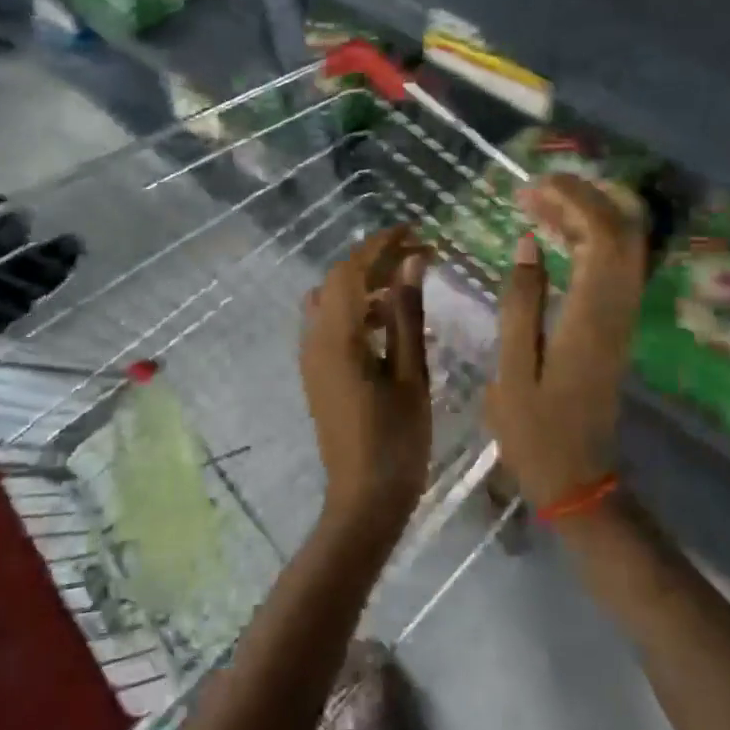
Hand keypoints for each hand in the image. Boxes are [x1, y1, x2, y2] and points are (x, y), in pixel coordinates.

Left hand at [300, 226, 432, 547]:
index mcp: (336, 337)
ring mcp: (312, 357)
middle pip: (339, 282)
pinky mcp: (317, 373)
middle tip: (418, 255)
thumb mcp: (410, 373)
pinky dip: (359, 311)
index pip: (351, 270)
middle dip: (375, 262)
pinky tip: (390, 324)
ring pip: (333, 302)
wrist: (364, 500)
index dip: (380, 244)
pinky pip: (332, 325)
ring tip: (409, 286)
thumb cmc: (396, 440)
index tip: (413, 229)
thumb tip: (411, 262)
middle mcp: (314, 339)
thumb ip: (407, 314)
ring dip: (367, 286)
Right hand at [486, 175, 647, 509]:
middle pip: (622, 232)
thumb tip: (528, 244)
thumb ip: (520, 302)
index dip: (574, 199)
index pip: (602, 236)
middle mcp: (618, 309)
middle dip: (582, 198)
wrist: (579, 478)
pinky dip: (588, 241)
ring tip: (535, 207)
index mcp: (591, 316)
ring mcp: (623, 317)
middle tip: (532, 191)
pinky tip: (553, 240)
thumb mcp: (511, 369)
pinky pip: (612, 267)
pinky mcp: (618, 326)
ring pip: (621, 247)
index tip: (533, 186)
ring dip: (584, 217)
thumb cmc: (535, 430)